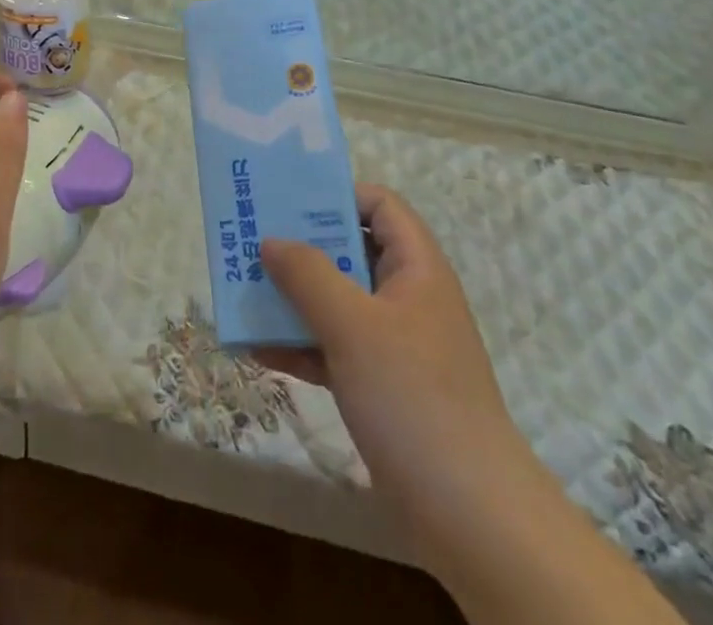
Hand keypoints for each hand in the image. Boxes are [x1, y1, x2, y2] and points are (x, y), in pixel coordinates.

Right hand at [258, 186, 536, 556]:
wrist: (470, 517)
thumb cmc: (413, 397)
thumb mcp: (353, 325)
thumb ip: (308, 275)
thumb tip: (271, 240)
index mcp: (416, 268)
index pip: (380, 205)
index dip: (337, 194)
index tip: (288, 201)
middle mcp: (407, 297)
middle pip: (351, 251)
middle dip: (300, 247)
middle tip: (250, 241)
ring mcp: (395, 345)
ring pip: (337, 301)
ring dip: (293, 297)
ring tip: (243, 290)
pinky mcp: (381, 387)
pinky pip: (333, 348)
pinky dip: (299, 345)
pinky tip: (256, 350)